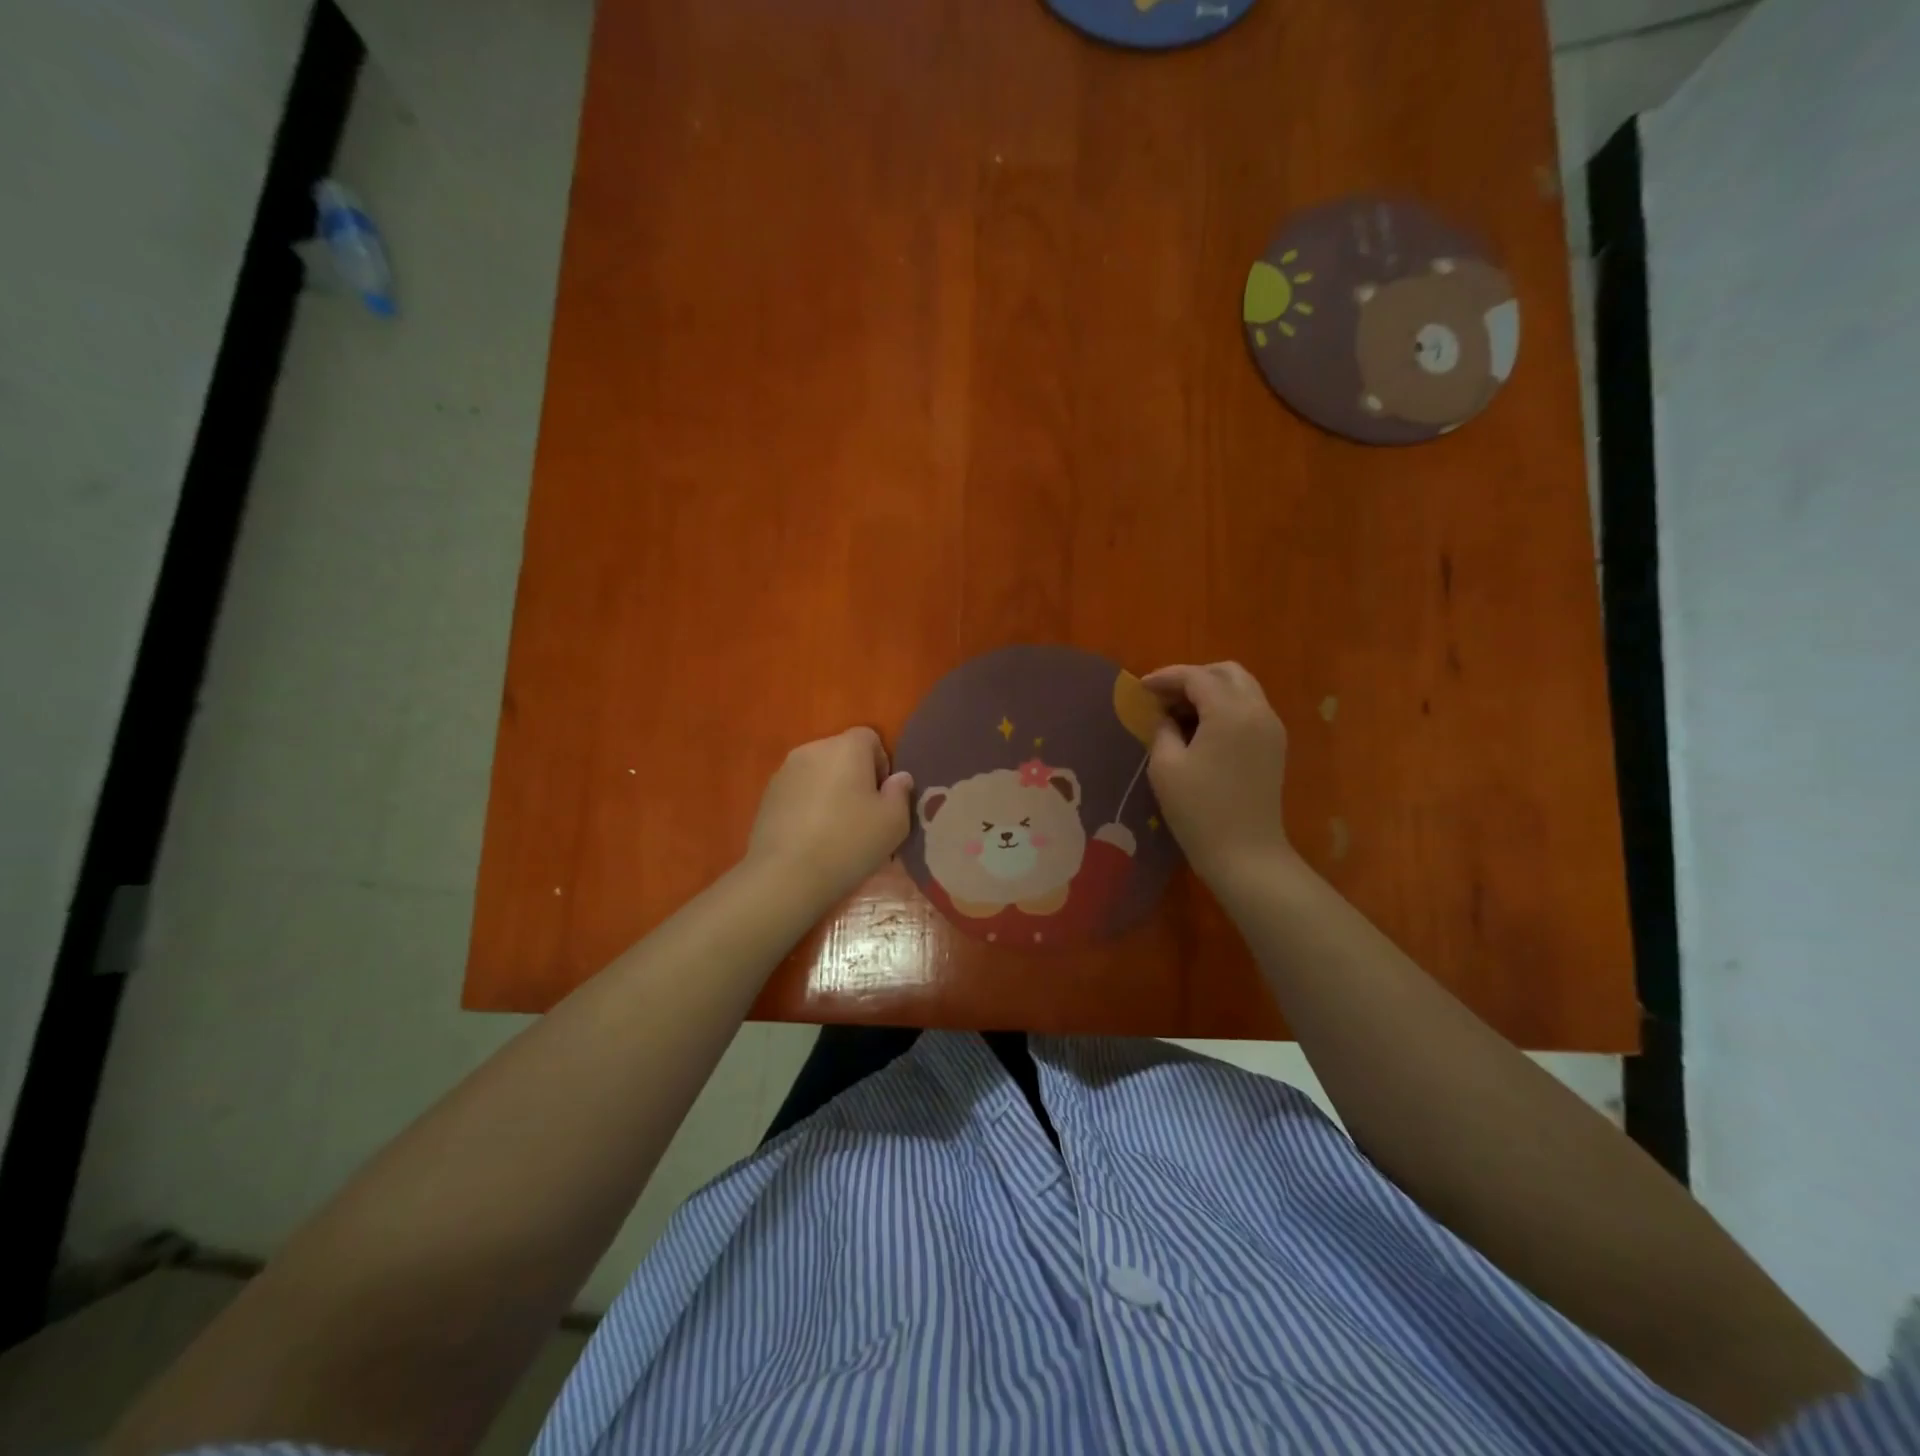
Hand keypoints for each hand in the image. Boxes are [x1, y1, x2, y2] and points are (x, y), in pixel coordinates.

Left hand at [745, 727, 912, 905]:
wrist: (786, 876)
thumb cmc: (849, 842)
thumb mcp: (894, 822)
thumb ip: (901, 792)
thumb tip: (899, 778)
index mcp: (846, 747)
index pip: (870, 738)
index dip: (881, 764)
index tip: (882, 797)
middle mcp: (812, 749)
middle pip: (842, 754)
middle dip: (855, 776)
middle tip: (863, 815)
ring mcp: (784, 772)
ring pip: (818, 773)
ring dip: (830, 790)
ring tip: (835, 829)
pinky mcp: (767, 796)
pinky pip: (798, 791)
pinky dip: (808, 805)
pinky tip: (811, 837)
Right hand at [1141, 662, 1292, 886]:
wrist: (1245, 854)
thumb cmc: (1199, 810)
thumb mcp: (1166, 766)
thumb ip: (1162, 729)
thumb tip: (1164, 716)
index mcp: (1230, 711)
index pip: (1196, 677)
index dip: (1166, 677)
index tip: (1141, 688)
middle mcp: (1257, 710)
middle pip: (1226, 672)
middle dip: (1193, 677)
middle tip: (1163, 697)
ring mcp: (1271, 728)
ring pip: (1241, 688)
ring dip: (1210, 691)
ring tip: (1179, 713)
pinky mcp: (1274, 746)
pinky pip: (1249, 709)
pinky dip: (1224, 707)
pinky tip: (1201, 729)